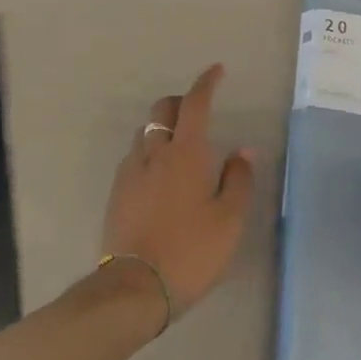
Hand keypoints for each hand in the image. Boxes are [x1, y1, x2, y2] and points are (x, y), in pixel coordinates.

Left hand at [102, 64, 255, 320]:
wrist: (135, 288)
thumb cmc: (191, 251)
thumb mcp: (229, 220)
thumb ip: (238, 179)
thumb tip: (243, 150)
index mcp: (186, 153)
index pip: (196, 104)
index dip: (206, 83)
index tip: (216, 71)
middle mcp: (155, 153)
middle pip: (163, 110)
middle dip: (180, 101)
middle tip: (198, 111)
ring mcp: (131, 172)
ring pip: (146, 133)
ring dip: (163, 129)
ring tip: (180, 147)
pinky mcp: (117, 193)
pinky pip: (134, 158)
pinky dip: (149, 153)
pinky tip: (159, 177)